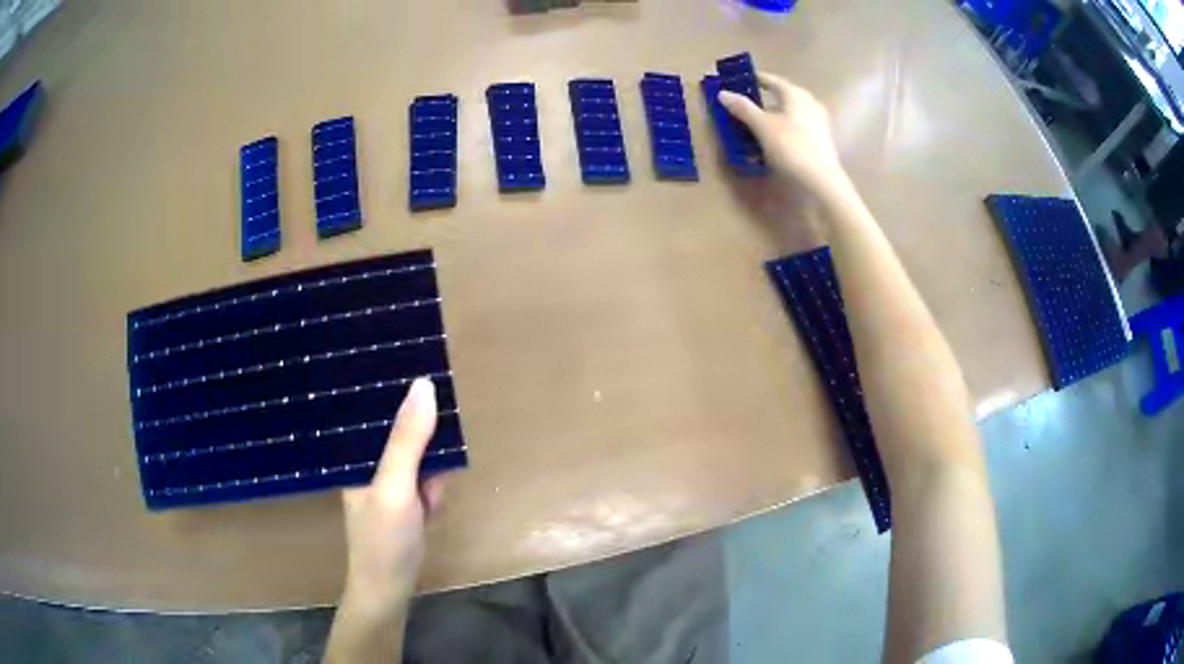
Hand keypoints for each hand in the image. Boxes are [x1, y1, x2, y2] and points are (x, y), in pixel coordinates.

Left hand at [339, 377, 445, 614]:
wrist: (389, 588)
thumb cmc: (384, 538)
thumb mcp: (396, 486)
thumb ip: (407, 439)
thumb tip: (424, 385)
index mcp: (352, 449)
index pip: (371, 404)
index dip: (397, 388)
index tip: (424, 372)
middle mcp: (364, 458)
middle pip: (399, 428)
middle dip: (423, 445)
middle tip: (427, 470)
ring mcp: (383, 479)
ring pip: (417, 455)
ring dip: (430, 475)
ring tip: (426, 503)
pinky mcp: (400, 497)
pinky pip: (423, 479)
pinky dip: (432, 493)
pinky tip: (429, 512)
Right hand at [718, 73, 850, 198]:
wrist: (822, 182)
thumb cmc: (791, 147)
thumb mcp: (762, 126)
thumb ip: (743, 108)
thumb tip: (723, 93)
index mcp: (796, 95)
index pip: (772, 81)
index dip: (756, 80)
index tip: (741, 81)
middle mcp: (810, 104)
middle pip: (782, 98)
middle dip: (763, 102)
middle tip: (745, 106)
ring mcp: (818, 124)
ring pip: (789, 115)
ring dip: (772, 119)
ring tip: (754, 127)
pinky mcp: (821, 142)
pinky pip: (796, 130)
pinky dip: (782, 132)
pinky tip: (771, 144)